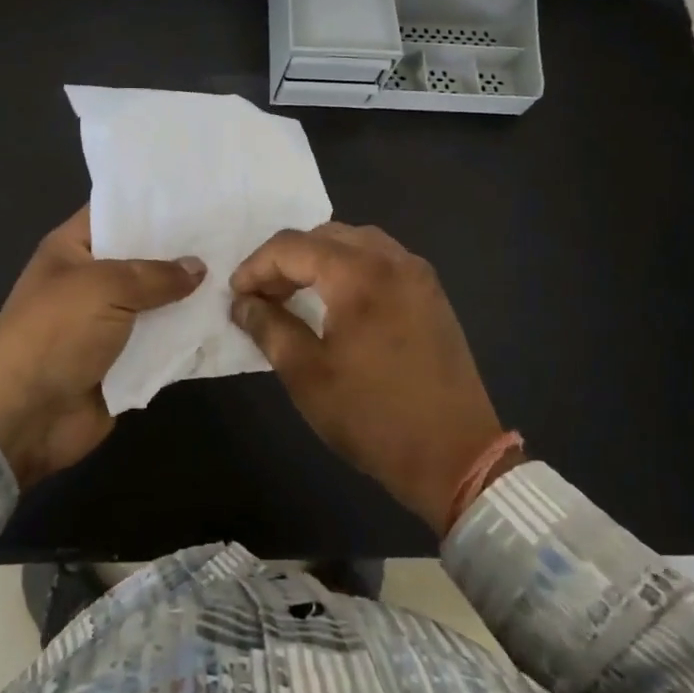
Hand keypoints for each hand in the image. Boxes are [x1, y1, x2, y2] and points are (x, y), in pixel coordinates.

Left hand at [0, 207, 204, 486]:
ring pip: (159, 301)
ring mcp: (110, 322)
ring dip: (192, 296)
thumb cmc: (55, 333)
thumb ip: (155, 275)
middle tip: (232, 231)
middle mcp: (93, 280)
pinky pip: (164, 342)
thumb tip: (198, 267)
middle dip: (183, 250)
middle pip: (144, 257)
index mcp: (73, 249)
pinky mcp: (126, 360)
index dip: (154, 204)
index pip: (116, 212)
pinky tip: (229, 318)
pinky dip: (189, 336)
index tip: (199, 193)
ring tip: (240, 273)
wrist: (25, 416)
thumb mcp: (103, 287)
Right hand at [230, 222, 504, 532]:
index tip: (236, 295)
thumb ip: (268, 327)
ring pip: (355, 241)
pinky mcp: (431, 293)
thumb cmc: (373, 417)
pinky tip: (337, 300)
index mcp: (359, 274)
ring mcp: (418, 274)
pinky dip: (349, 267)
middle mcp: (392, 260)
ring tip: (295, 294)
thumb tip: (242, 303)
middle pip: (324, 235)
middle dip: (286, 259)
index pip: (292, 247)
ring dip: (318, 258)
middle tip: (263, 295)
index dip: (255, 266)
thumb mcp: (307, 375)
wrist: (457, 458)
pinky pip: (381, 259)